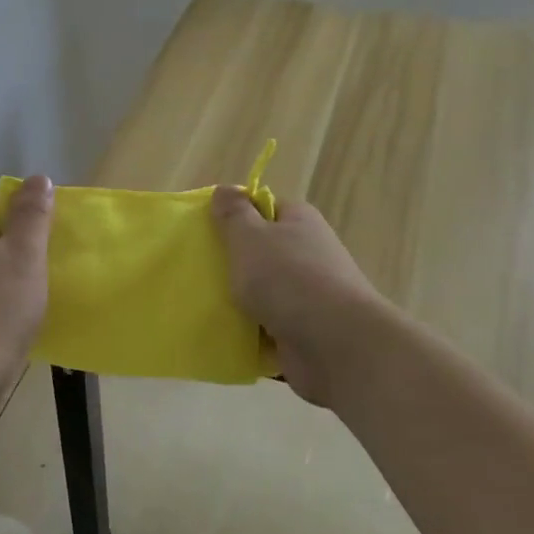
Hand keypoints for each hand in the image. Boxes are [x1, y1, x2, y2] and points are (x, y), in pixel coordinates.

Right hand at [211, 187, 382, 406]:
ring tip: (203, 306)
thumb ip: (234, 214)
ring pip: (263, 293)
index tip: (208, 231)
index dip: (237, 216)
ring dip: (239, 302)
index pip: (265, 208)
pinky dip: (249, 334)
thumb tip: (225, 189)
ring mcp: (309, 296)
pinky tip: (223, 337)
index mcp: (300, 222)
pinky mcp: (305, 331)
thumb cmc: (288, 279)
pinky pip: (267, 328)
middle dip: (233, 263)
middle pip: (262, 253)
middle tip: (198, 271)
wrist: (334, 345)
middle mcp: (309, 254)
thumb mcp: (250, 237)